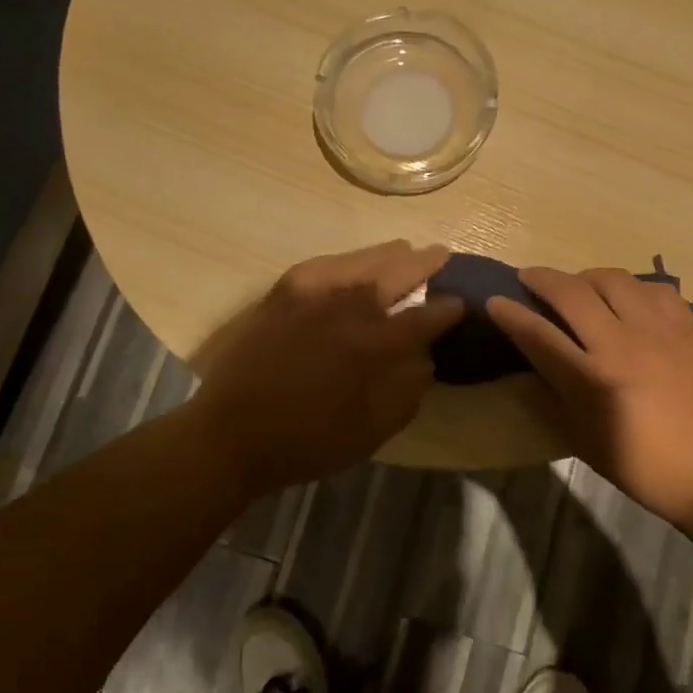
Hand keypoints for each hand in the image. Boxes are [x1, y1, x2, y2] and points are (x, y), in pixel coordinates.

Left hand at [190, 241, 463, 493]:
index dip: (448, 309)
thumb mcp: (371, 430)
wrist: (232, 434)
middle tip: (441, 256)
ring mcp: (312, 292)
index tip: (461, 303)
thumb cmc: (307, 441)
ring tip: (406, 251)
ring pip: (361, 260)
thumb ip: (406, 390)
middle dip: (424, 263)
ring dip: (389, 256)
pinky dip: (348, 260)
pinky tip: (356, 263)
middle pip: (396, 272)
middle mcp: (346, 306)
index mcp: (372, 344)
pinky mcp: (284, 291)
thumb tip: (425, 357)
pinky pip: (325, 264)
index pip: (424, 316)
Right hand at [488, 267, 692, 529]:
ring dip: (584, 277)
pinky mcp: (688, 326)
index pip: (538, 334)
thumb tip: (524, 363)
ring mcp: (659, 330)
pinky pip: (653, 288)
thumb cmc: (641, 464)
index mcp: (593, 379)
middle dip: (541, 279)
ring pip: (612, 279)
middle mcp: (622, 344)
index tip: (494, 300)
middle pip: (571, 292)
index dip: (510, 314)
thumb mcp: (582, 439)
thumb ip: (549, 395)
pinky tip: (625, 299)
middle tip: (528, 278)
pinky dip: (630, 287)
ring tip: (577, 287)